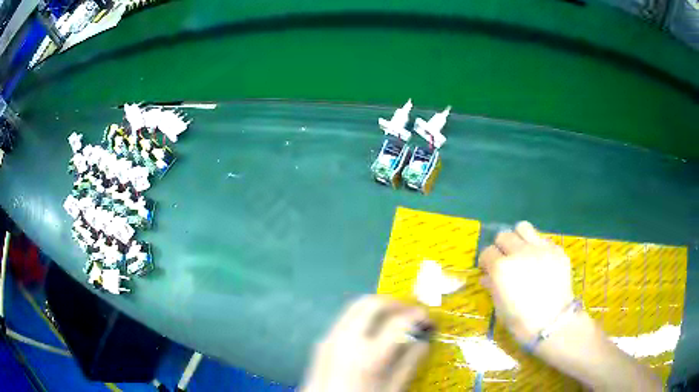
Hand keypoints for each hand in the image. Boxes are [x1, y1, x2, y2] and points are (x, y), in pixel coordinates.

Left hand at [301, 295, 433, 391]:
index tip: (428, 319)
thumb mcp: (392, 390)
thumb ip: (409, 364)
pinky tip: (371, 331)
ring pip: (354, 307)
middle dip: (395, 303)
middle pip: (372, 303)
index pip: (398, 322)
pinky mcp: (321, 343)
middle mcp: (346, 339)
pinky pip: (343, 320)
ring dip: (376, 307)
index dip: (417, 316)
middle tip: (410, 312)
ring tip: (393, 318)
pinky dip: (361, 317)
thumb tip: (423, 341)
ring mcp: (330, 338)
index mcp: (368, 355)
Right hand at [478, 222, 573, 343]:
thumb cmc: (521, 321)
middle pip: (504, 235)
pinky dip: (537, 247)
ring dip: (519, 238)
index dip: (486, 261)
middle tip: (505, 260)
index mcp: (501, 268)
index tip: (488, 269)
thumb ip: (493, 287)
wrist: (553, 323)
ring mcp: (540, 248)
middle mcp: (519, 252)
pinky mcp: (556, 250)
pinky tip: (541, 262)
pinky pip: (542, 240)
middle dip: (501, 247)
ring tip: (522, 251)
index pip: (487, 252)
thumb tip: (487, 277)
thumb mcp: (500, 307)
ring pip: (523, 227)